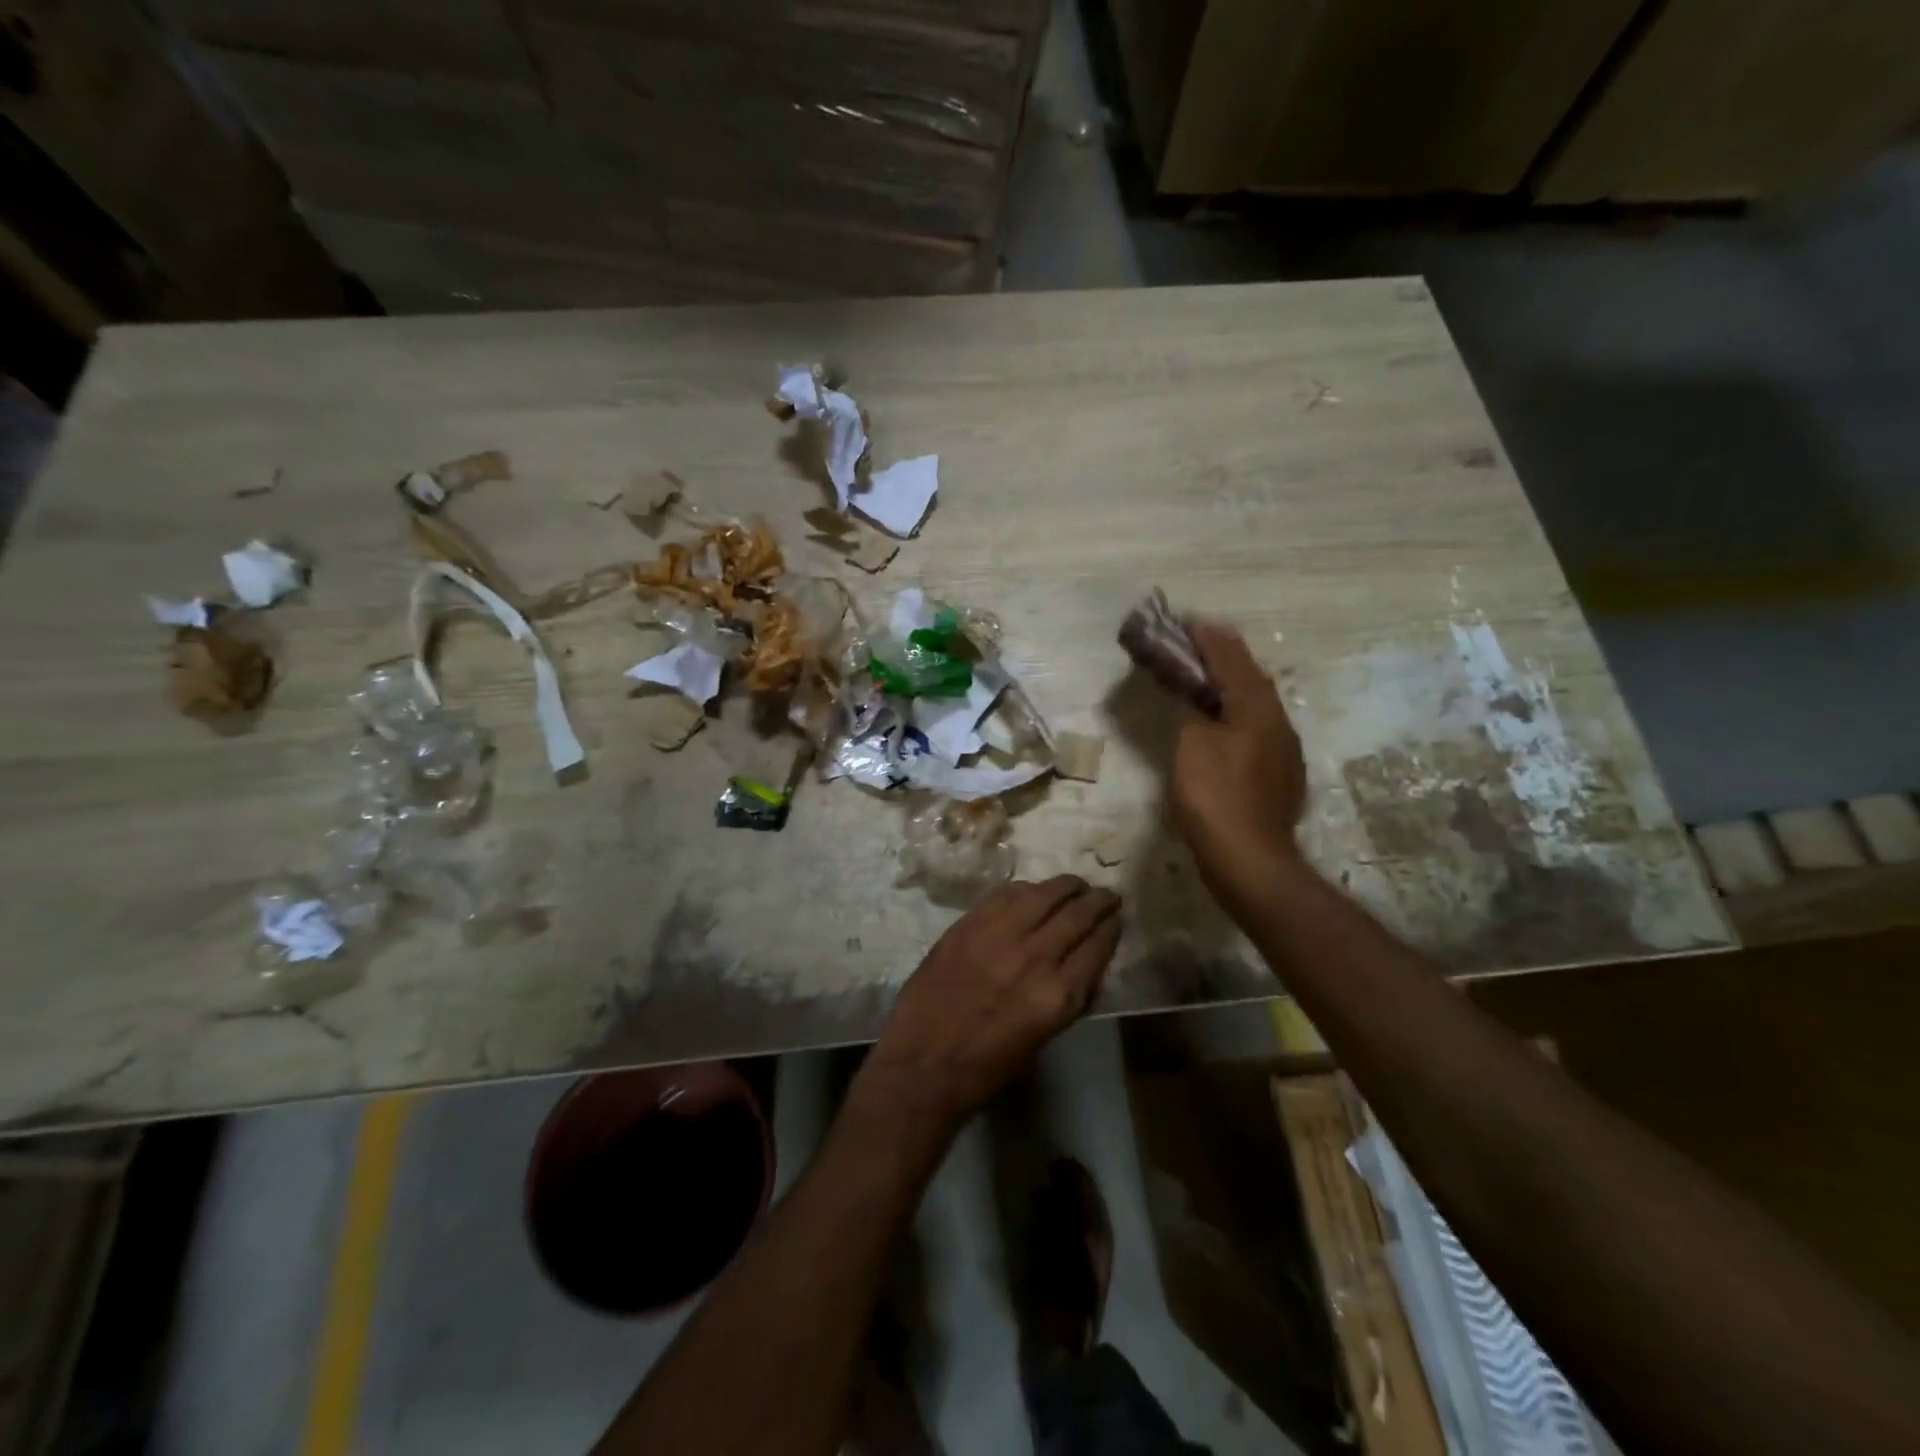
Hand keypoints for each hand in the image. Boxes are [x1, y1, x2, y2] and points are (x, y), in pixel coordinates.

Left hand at [863, 877, 1121, 1130]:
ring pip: (1043, 894)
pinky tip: (1032, 890)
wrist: (923, 1064)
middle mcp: (1035, 957)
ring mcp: (998, 935)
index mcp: (1058, 995)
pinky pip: (1005, 894)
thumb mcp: (1044, 1036)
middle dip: (1097, 901)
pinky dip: (1025, 889)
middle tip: (1106, 894)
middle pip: (1077, 914)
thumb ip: (1068, 995)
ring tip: (1075, 885)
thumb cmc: (987, 1066)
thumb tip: (1085, 962)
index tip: (1116, 919)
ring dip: (1065, 886)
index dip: (1111, 928)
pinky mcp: (968, 924)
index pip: (1097, 946)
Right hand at [1169, 621, 1309, 915]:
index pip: (1231, 657)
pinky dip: (1233, 713)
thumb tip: (1193, 696)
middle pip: (1249, 676)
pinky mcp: (1279, 773)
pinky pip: (1255, 727)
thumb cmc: (1215, 796)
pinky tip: (1219, 723)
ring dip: (1229, 684)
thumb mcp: (1192, 745)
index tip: (1185, 620)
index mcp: (1257, 707)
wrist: (1250, 859)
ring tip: (1202, 678)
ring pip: (1255, 702)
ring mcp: (1283, 749)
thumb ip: (1192, 711)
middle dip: (1221, 656)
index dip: (1207, 637)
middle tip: (1192, 645)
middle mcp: (1277, 720)